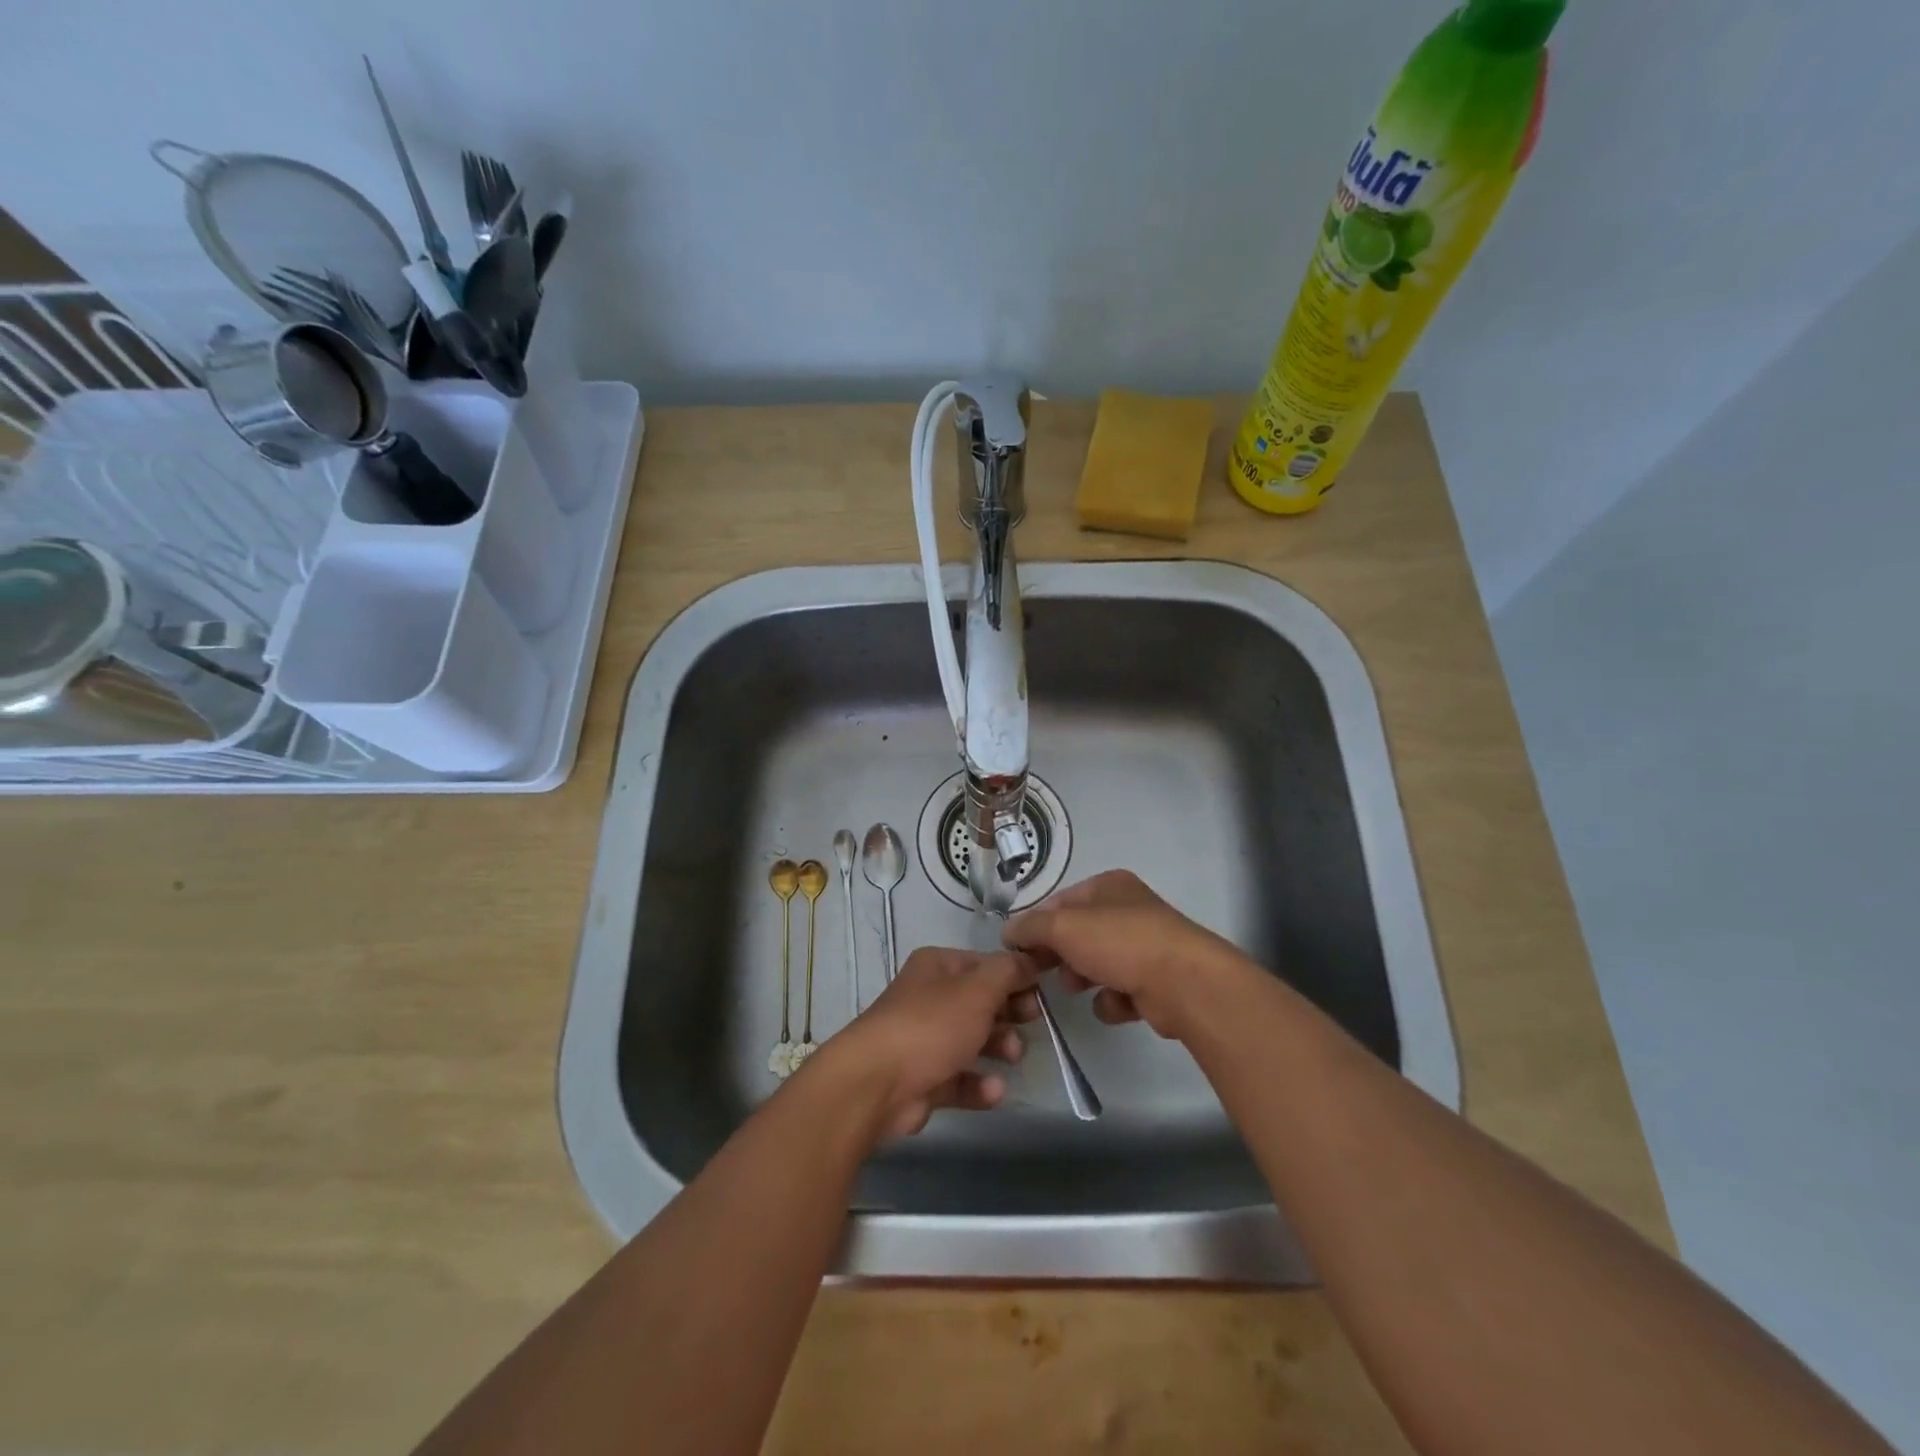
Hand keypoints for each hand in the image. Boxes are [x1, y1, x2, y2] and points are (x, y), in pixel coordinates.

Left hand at [813, 947, 1040, 1139]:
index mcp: (938, 967)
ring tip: (1012, 1056)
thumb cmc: (931, 1025)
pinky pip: (961, 1078)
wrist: (876, 1084)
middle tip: (1032, 1022)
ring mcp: (925, 1040)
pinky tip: (994, 1091)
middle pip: (981, 1002)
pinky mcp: (924, 1080)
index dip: (1016, 976)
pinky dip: (980, 1085)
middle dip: (1009, 1013)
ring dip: (999, 1048)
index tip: (1043, 991)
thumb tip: (1031, 958)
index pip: (985, 965)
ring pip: (973, 1041)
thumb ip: (1009, 972)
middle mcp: (930, 998)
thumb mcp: (978, 989)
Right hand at [1003, 870, 1251, 1040]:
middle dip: (1061, 955)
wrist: (1184, 984)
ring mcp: (1146, 947)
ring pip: (1098, 964)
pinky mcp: (1157, 983)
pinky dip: (1113, 1001)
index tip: (1020, 950)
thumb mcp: (1063, 927)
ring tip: (1080, 988)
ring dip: (1084, 979)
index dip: (1038, 924)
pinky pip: (1120, 992)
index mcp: (1110, 885)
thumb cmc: (1119, 943)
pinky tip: (1117, 1004)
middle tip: (1044, 972)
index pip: (1061, 901)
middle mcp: (1129, 910)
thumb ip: (1030, 927)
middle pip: (1079, 934)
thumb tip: (1009, 932)